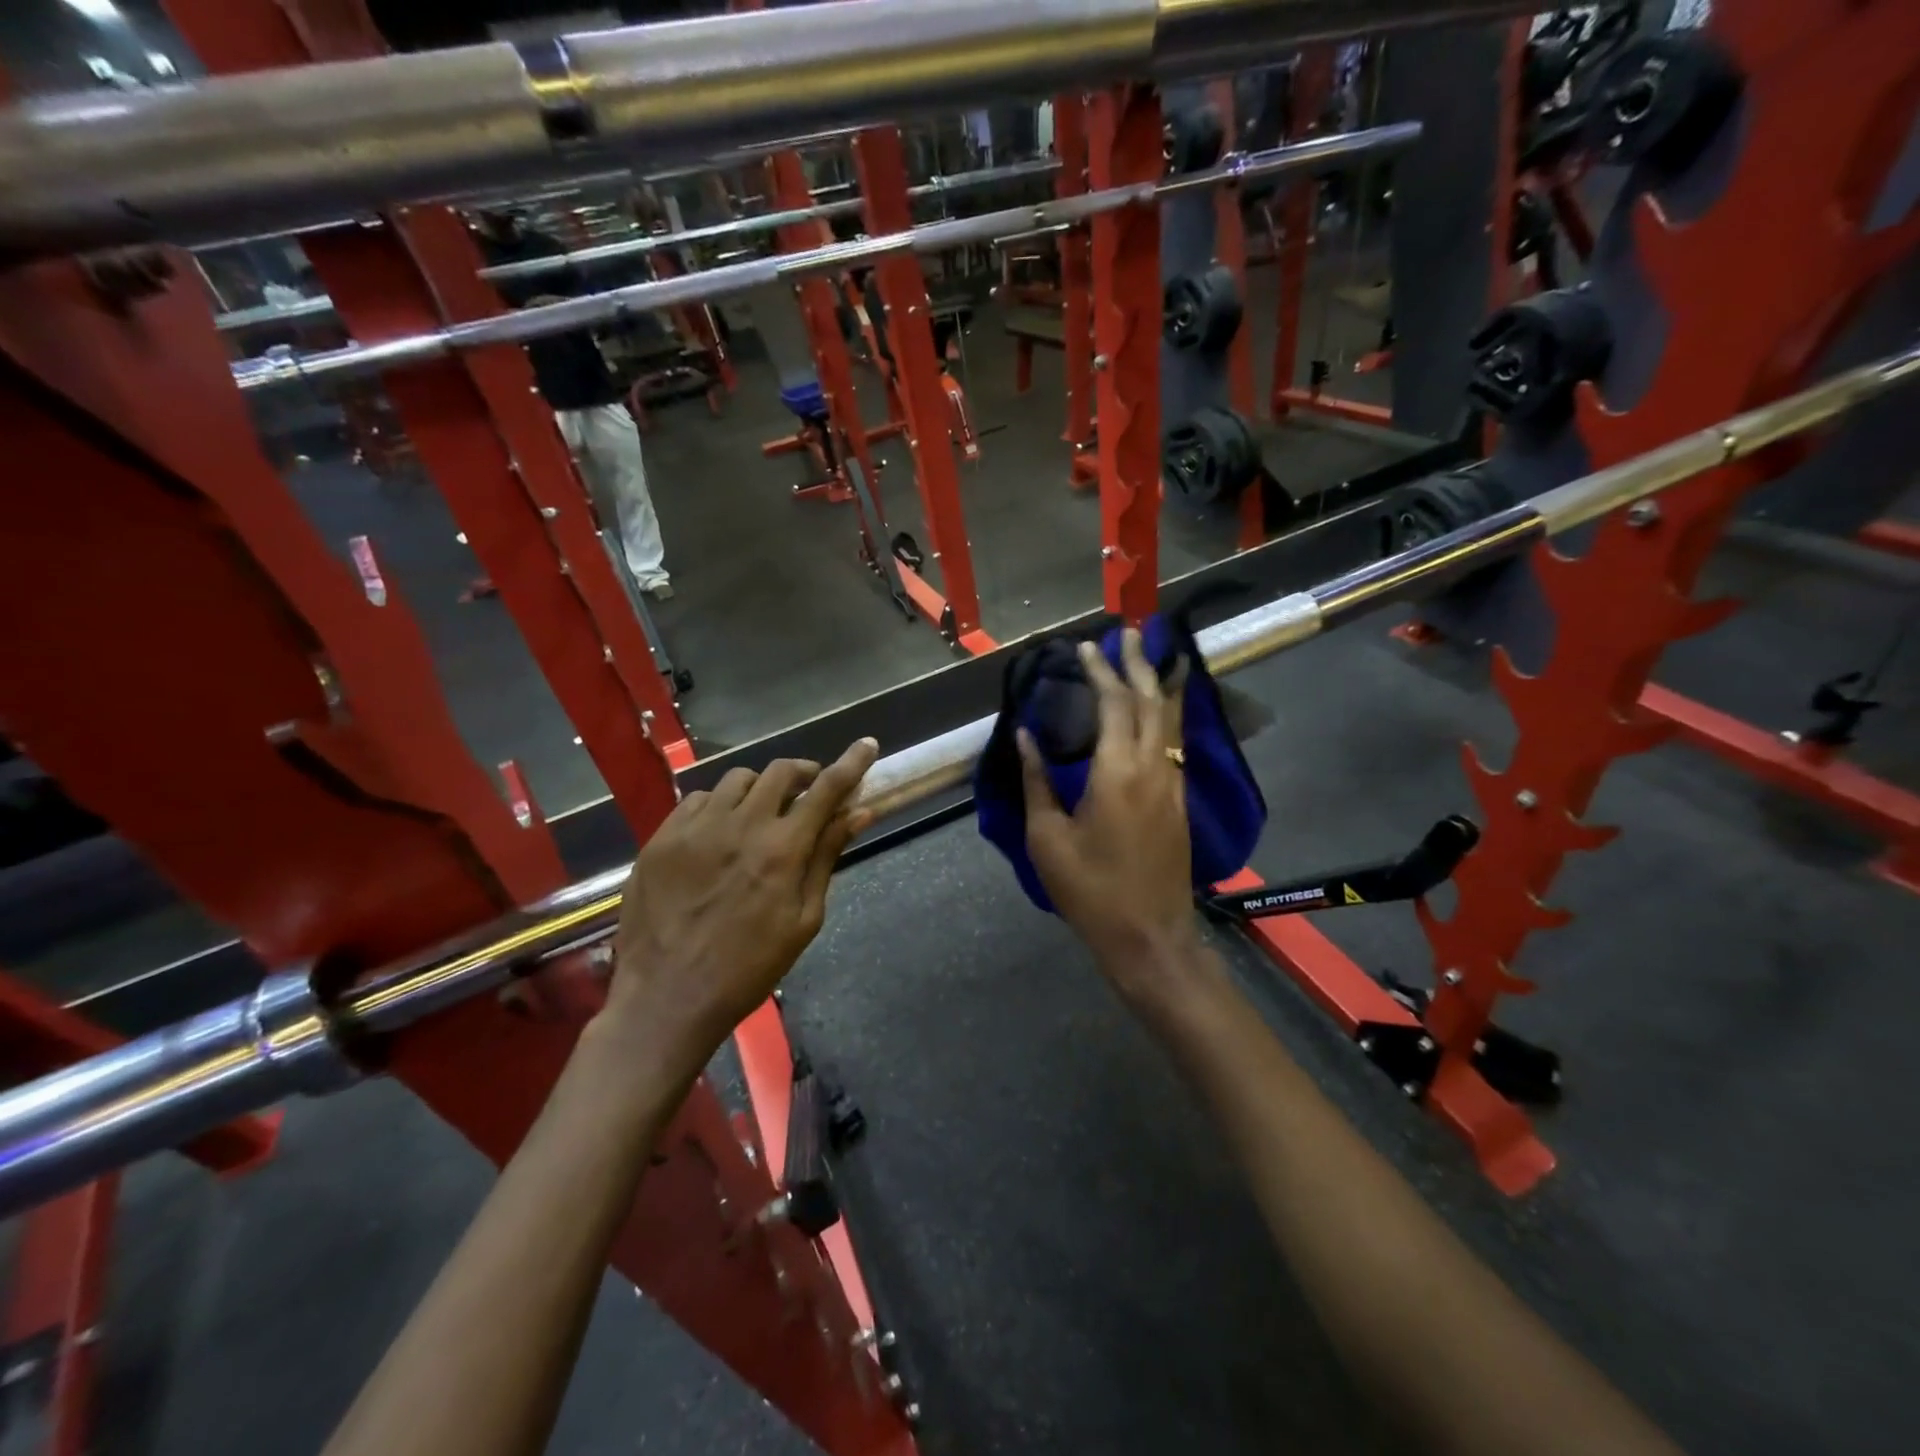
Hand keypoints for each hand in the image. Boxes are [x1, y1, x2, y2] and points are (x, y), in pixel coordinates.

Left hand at [605, 739, 878, 1071]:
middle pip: (780, 771)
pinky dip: (719, 805)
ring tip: (761, 814)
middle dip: (803, 773)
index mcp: (782, 850)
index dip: (852, 763)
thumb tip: (858, 814)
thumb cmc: (748, 968)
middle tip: (808, 792)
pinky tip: (719, 832)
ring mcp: (695, 828)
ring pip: (737, 780)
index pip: (827, 789)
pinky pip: (698, 800)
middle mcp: (740, 826)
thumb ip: (826, 858)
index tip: (867, 745)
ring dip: (760, 789)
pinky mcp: (662, 838)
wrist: (667, 998)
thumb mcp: (803, 920)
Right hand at [1020, 629, 1199, 980]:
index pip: (1114, 704)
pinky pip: (1176, 742)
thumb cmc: (1090, 889)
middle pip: (1152, 700)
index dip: (1101, 672)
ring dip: (1160, 683)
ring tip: (1152, 655)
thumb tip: (1025, 736)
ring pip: (1172, 719)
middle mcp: (1153, 768)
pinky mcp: (1180, 801)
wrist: (1149, 936)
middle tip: (1130, 632)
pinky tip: (1160, 708)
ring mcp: (1173, 784)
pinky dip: (1169, 713)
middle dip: (1140, 663)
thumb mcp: (1047, 837)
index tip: (1087, 647)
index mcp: (1117, 772)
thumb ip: (1037, 781)